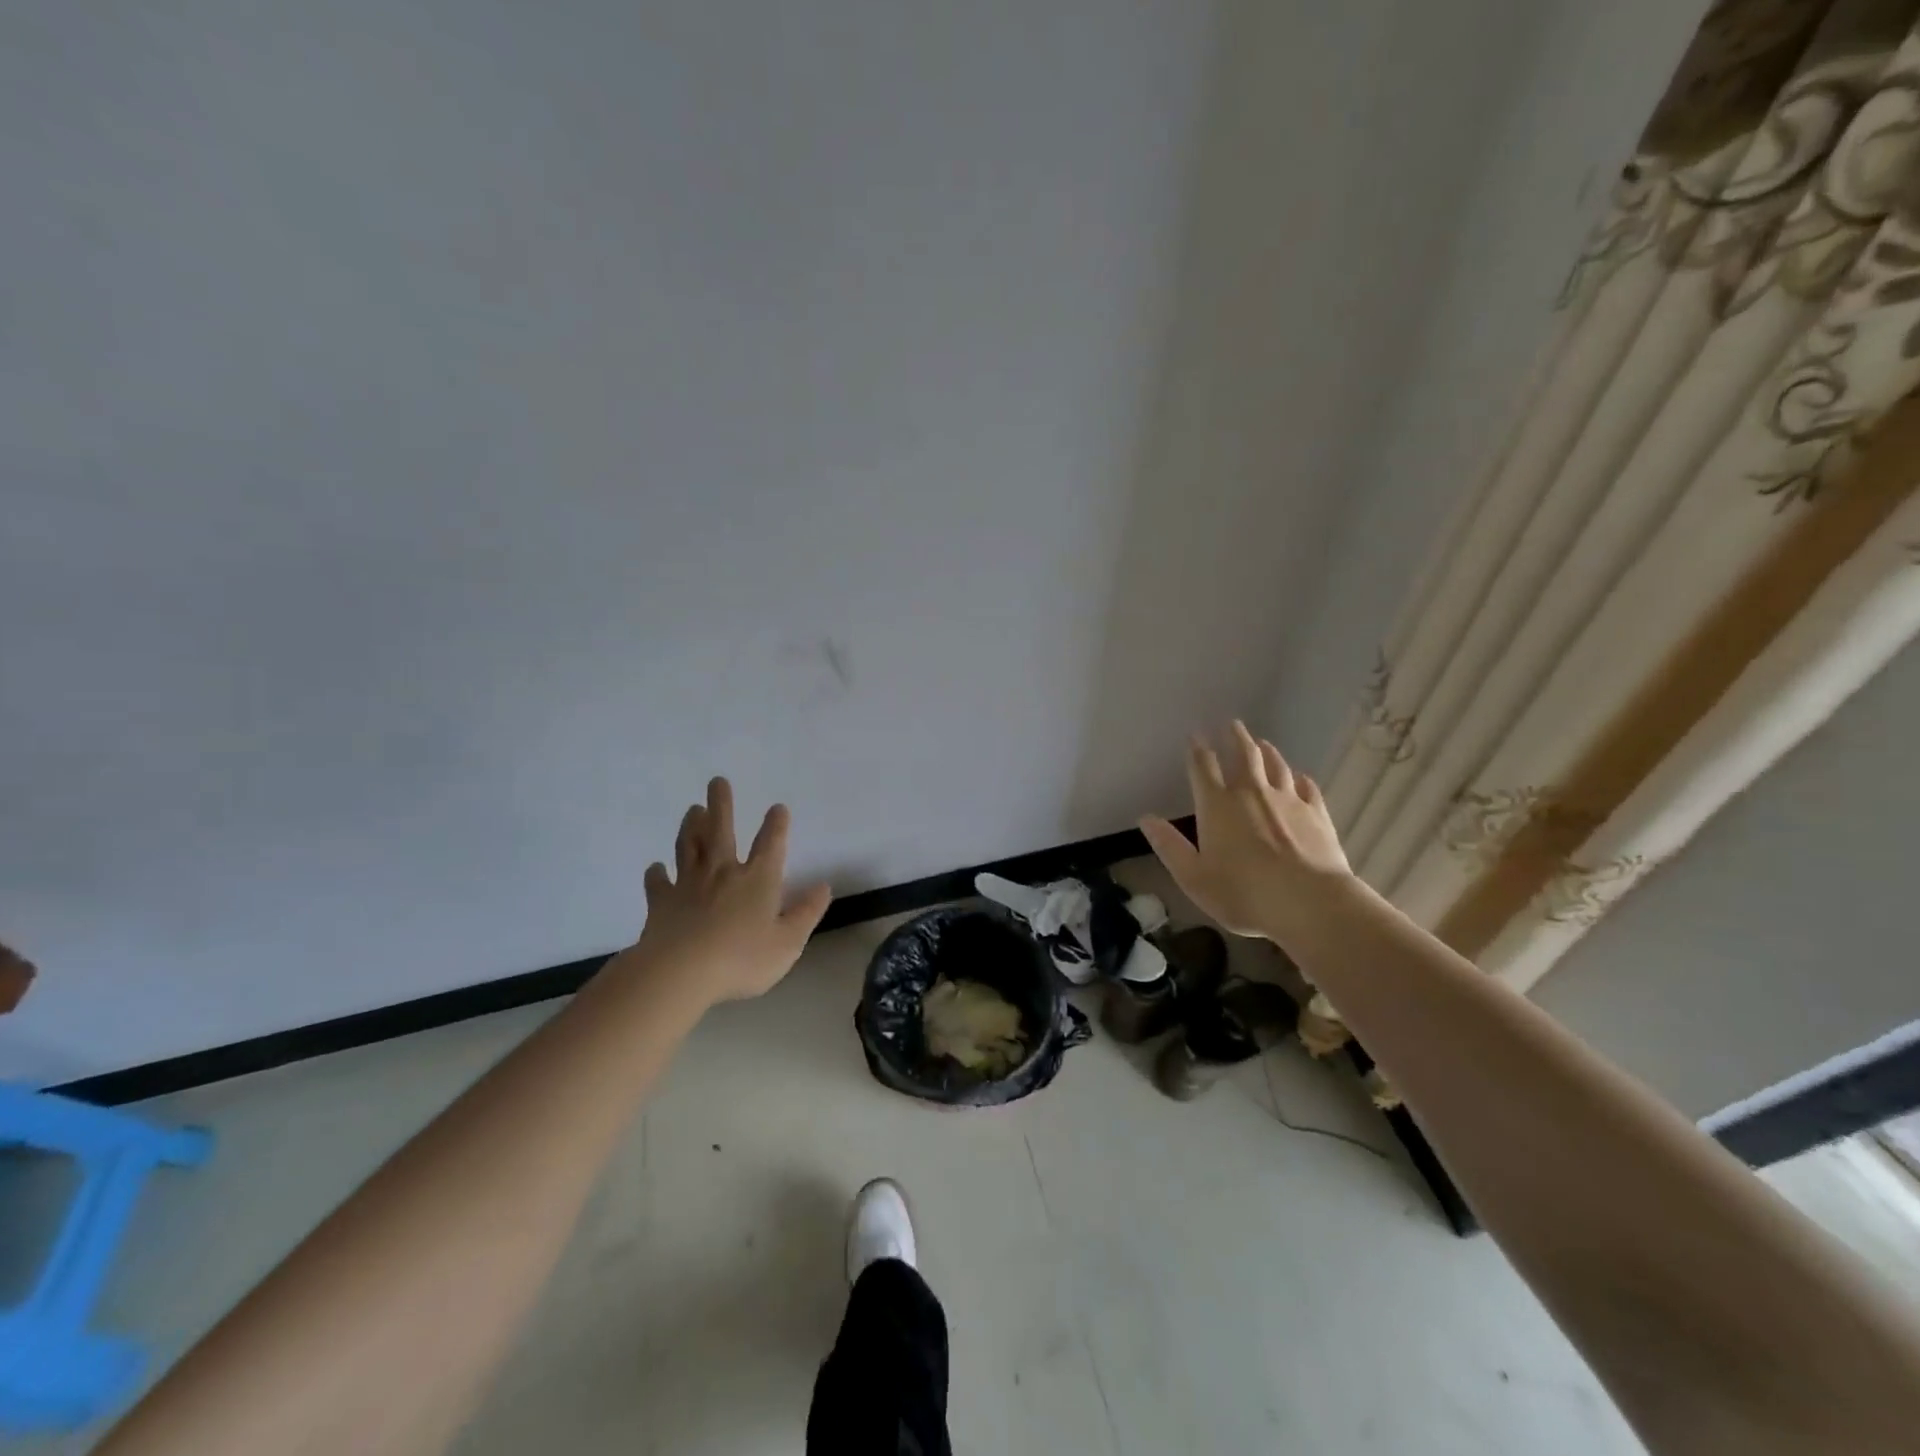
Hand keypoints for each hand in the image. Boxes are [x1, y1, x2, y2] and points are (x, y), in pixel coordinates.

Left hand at [628, 777, 832, 1005]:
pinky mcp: (661, 902)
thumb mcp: (788, 942)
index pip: (771, 843)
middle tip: (717, 781)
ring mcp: (689, 884)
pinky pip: (658, 883)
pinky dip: (657, 874)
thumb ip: (807, 913)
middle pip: (721, 830)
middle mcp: (723, 872)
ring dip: (691, 826)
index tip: (778, 807)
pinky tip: (655, 868)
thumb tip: (824, 886)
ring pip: (689, 846)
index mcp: (757, 879)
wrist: (679, 972)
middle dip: (721, 805)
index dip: (776, 824)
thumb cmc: (741, 958)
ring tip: (692, 810)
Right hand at [1140, 722, 1352, 945]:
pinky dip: (1299, 778)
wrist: (1309, 902)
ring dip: (1267, 752)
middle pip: (1244, 754)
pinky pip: (1307, 787)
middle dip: (1236, 737)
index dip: (1197, 749)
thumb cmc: (1243, 893)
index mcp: (1217, 805)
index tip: (1196, 735)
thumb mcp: (1193, 877)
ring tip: (1262, 743)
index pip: (1203, 767)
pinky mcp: (1317, 813)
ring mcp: (1288, 800)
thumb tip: (1146, 819)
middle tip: (1232, 724)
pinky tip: (1299, 778)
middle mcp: (1251, 793)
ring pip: (1276, 766)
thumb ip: (1169, 846)